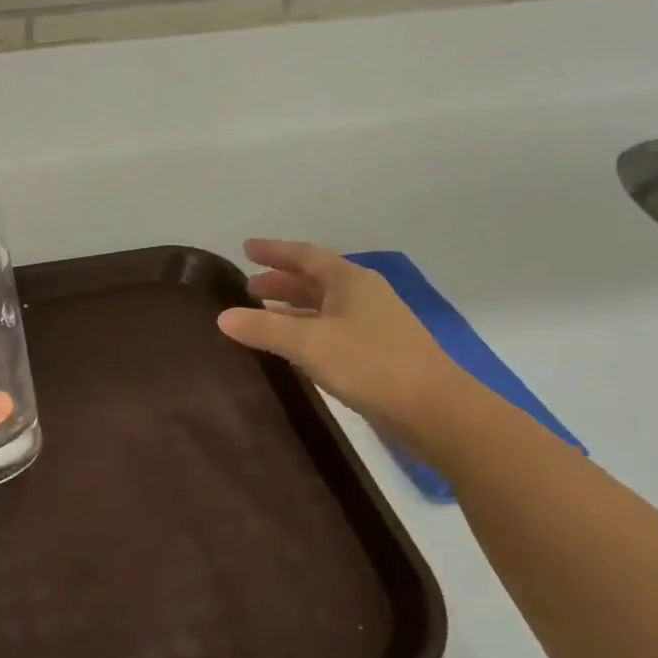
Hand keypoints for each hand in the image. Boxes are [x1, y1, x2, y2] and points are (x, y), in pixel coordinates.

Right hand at [216, 239, 467, 446]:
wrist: (434, 408)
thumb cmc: (369, 363)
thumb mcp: (308, 343)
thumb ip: (264, 329)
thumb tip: (222, 317)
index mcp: (349, 280)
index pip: (305, 255)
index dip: (274, 251)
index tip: (245, 249)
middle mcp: (363, 294)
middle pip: (315, 280)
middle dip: (280, 281)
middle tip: (248, 287)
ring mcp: (374, 323)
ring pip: (324, 306)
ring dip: (293, 308)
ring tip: (262, 315)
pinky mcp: (379, 351)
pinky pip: (333, 328)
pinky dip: (308, 330)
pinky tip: (294, 347)